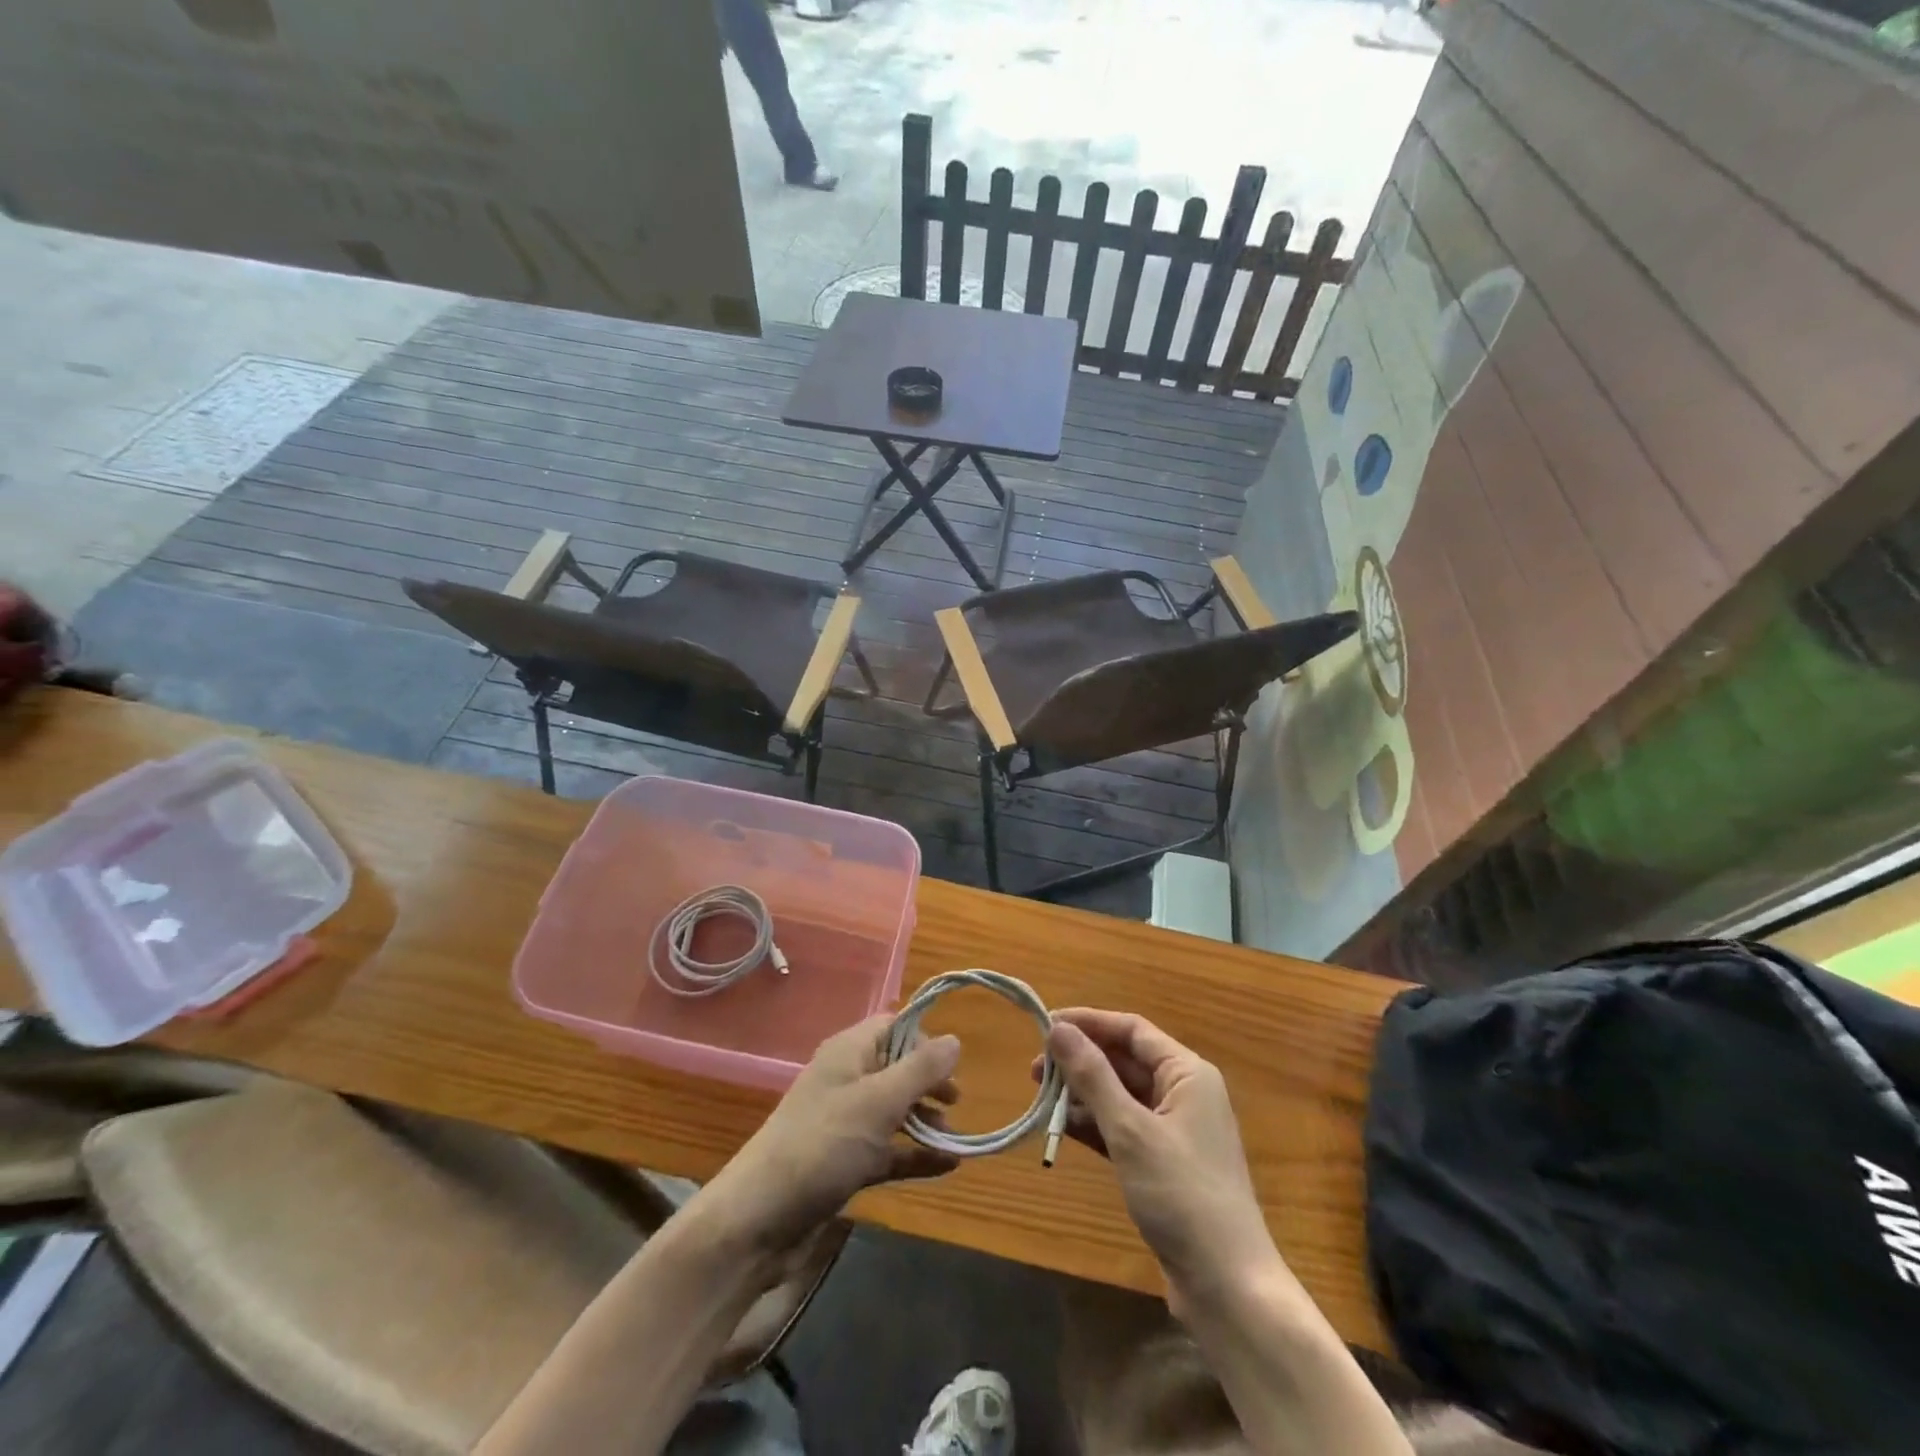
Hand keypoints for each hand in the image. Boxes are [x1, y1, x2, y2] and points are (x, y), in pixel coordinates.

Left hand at [702, 1014, 961, 1253]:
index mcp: (849, 1053)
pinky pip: (889, 1149)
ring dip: (924, 1120)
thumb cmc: (823, 1144)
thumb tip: (955, 1040)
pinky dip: (915, 1154)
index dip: (923, 1039)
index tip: (952, 1064)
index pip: (892, 1026)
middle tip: (956, 1102)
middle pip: (896, 1068)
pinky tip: (948, 1166)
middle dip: (928, 1082)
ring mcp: (844, 1123)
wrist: (760, 1219)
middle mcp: (846, 1080)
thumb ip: (920, 1069)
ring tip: (954, 1138)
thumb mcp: (879, 1101)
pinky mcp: (844, 1162)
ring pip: (894, 1110)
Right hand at [1039, 1008, 1279, 1309]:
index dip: (1088, 1023)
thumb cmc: (1182, 1194)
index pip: (1132, 1030)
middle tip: (1034, 1069)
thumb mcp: (1130, 1130)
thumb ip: (1092, 1076)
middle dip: (1080, 1061)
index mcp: (1187, 1073)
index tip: (1045, 1025)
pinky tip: (1063, 1129)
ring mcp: (1175, 1130)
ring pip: (1121, 1096)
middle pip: (1125, 1061)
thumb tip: (1057, 1029)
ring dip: (1083, 1094)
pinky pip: (1123, 1128)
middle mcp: (1184, 1093)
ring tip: (1041, 1099)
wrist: (1228, 1288)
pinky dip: (1095, 1125)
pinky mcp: (1164, 1164)